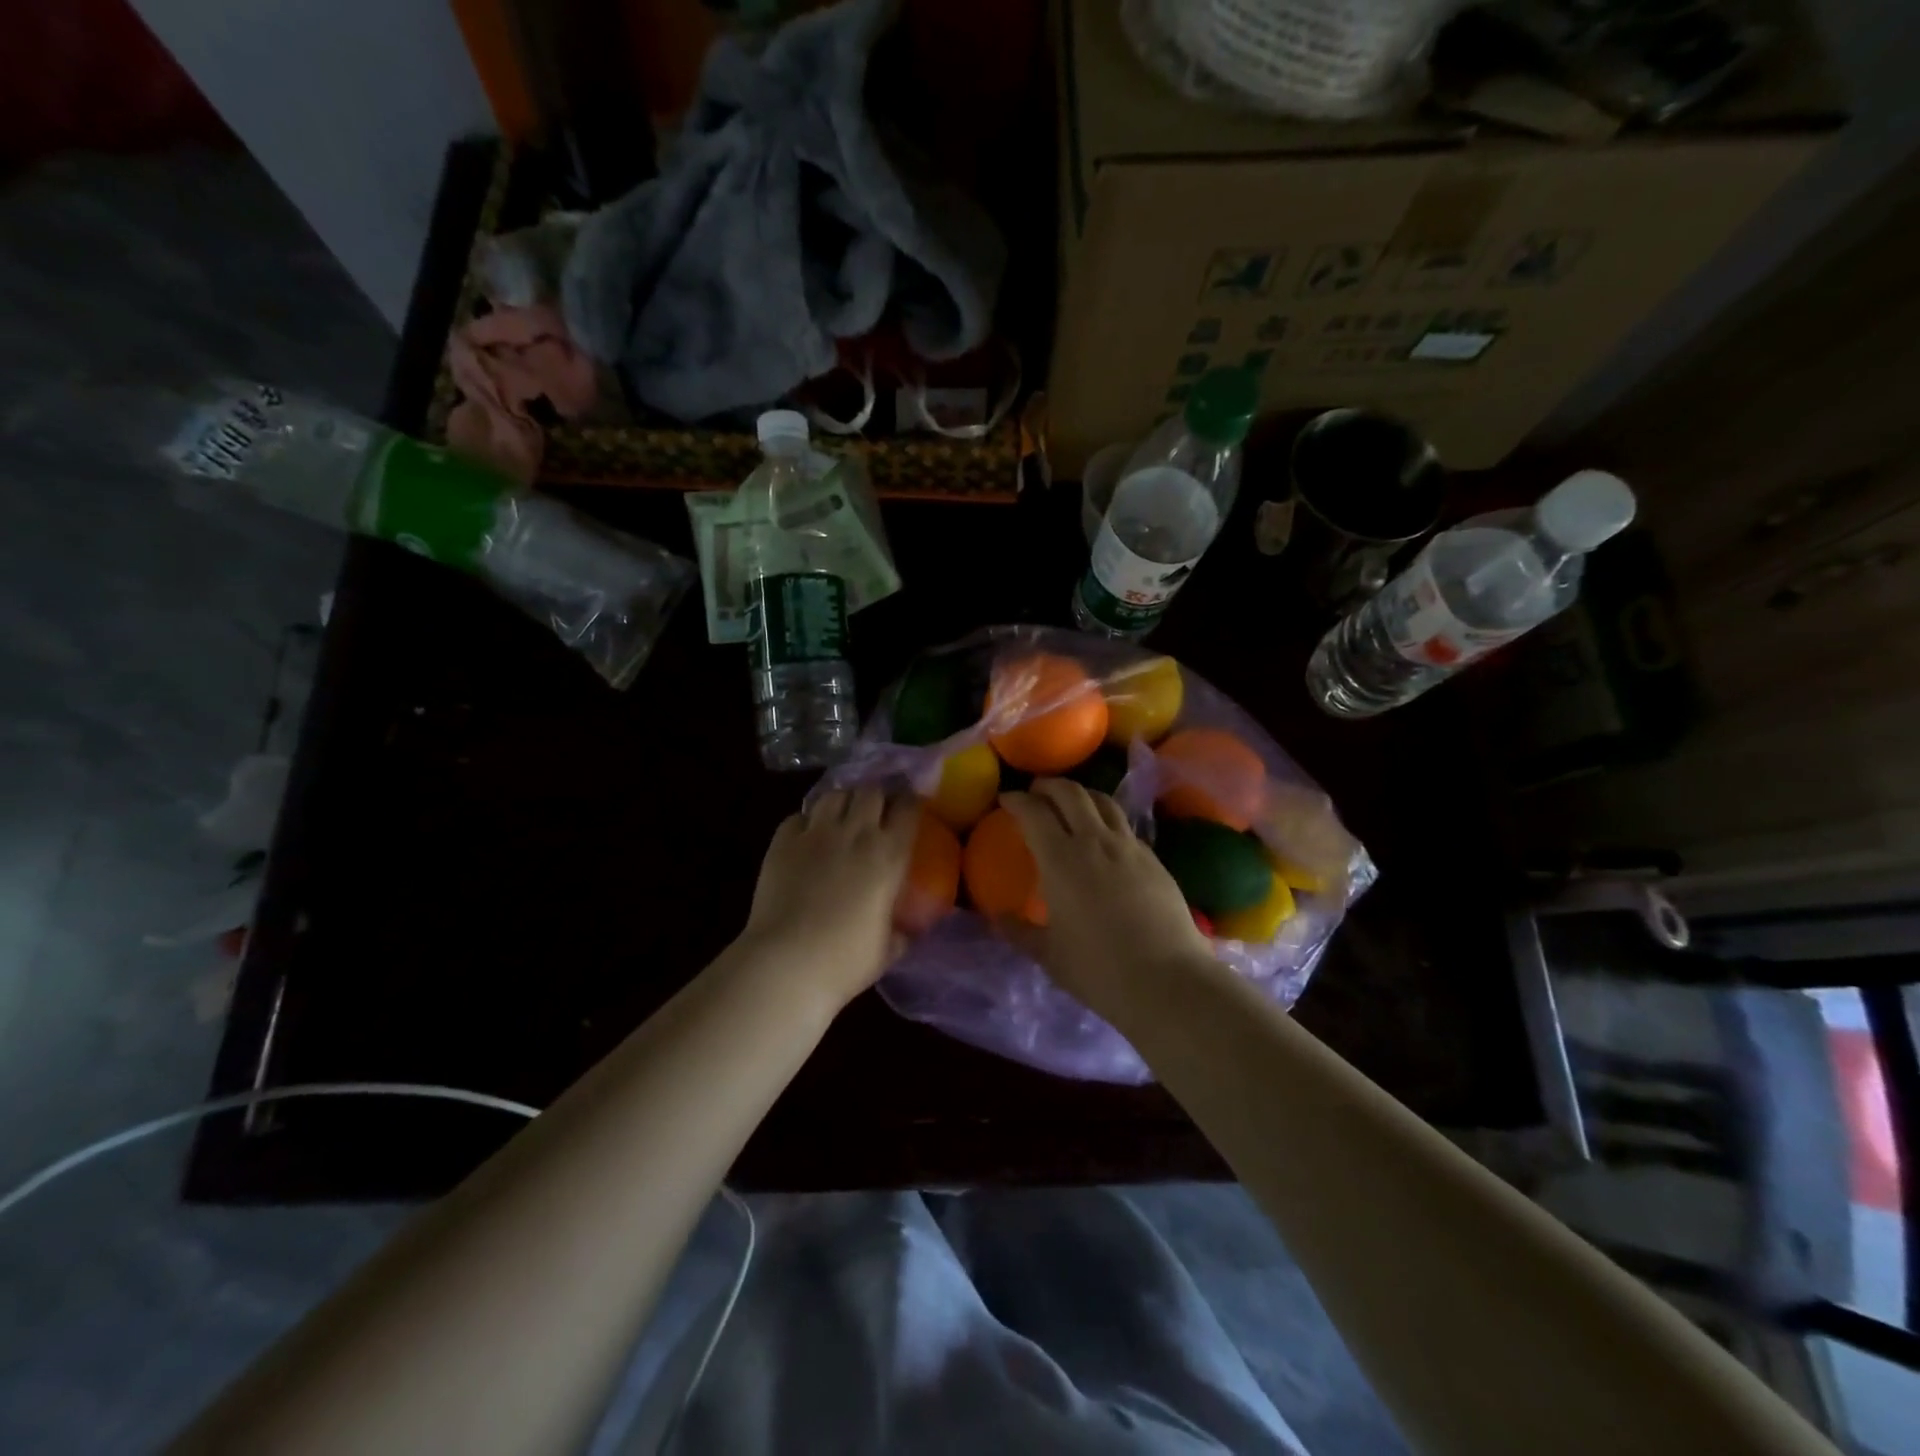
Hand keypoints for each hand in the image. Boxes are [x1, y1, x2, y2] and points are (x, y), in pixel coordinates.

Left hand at [738, 787, 916, 1008]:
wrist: (786, 963)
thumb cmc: (845, 961)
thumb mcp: (888, 949)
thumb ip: (901, 932)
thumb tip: (908, 930)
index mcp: (889, 856)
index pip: (908, 808)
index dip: (911, 802)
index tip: (911, 806)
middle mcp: (856, 834)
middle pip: (870, 791)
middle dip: (876, 796)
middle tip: (875, 811)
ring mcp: (816, 834)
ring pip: (834, 794)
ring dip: (842, 801)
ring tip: (842, 816)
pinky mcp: (782, 841)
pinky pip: (799, 816)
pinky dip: (806, 821)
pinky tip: (807, 836)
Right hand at [999, 780, 1214, 1015]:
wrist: (1167, 980)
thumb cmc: (1099, 970)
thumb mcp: (1049, 956)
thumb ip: (1020, 932)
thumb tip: (999, 917)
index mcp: (1060, 860)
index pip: (1034, 813)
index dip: (1016, 801)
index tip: (1005, 800)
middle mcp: (1094, 842)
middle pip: (1070, 794)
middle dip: (1048, 786)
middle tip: (1035, 792)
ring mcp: (1129, 847)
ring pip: (1103, 801)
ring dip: (1081, 794)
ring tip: (1070, 803)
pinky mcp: (1154, 859)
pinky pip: (1124, 825)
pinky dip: (1106, 819)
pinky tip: (1104, 837)